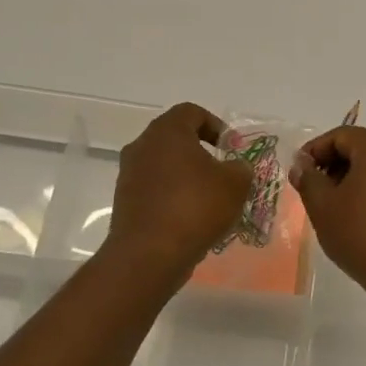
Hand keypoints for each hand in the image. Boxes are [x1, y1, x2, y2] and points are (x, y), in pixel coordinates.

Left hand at [105, 102, 250, 278]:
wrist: (149, 254)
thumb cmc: (195, 207)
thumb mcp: (235, 184)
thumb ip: (241, 168)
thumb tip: (237, 168)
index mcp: (166, 132)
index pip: (192, 112)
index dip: (216, 125)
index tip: (232, 148)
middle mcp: (142, 146)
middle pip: (175, 138)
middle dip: (201, 152)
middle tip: (223, 173)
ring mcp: (128, 174)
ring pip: (163, 165)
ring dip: (186, 177)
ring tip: (209, 200)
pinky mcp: (124, 201)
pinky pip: (154, 189)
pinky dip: (172, 197)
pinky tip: (190, 219)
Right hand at [289, 126, 365, 308]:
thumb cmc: (363, 237)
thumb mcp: (323, 208)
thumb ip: (308, 180)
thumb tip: (302, 165)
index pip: (342, 135)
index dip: (316, 150)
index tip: (300, 172)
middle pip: (365, 148)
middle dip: (336, 164)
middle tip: (317, 190)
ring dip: (358, 179)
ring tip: (340, 207)